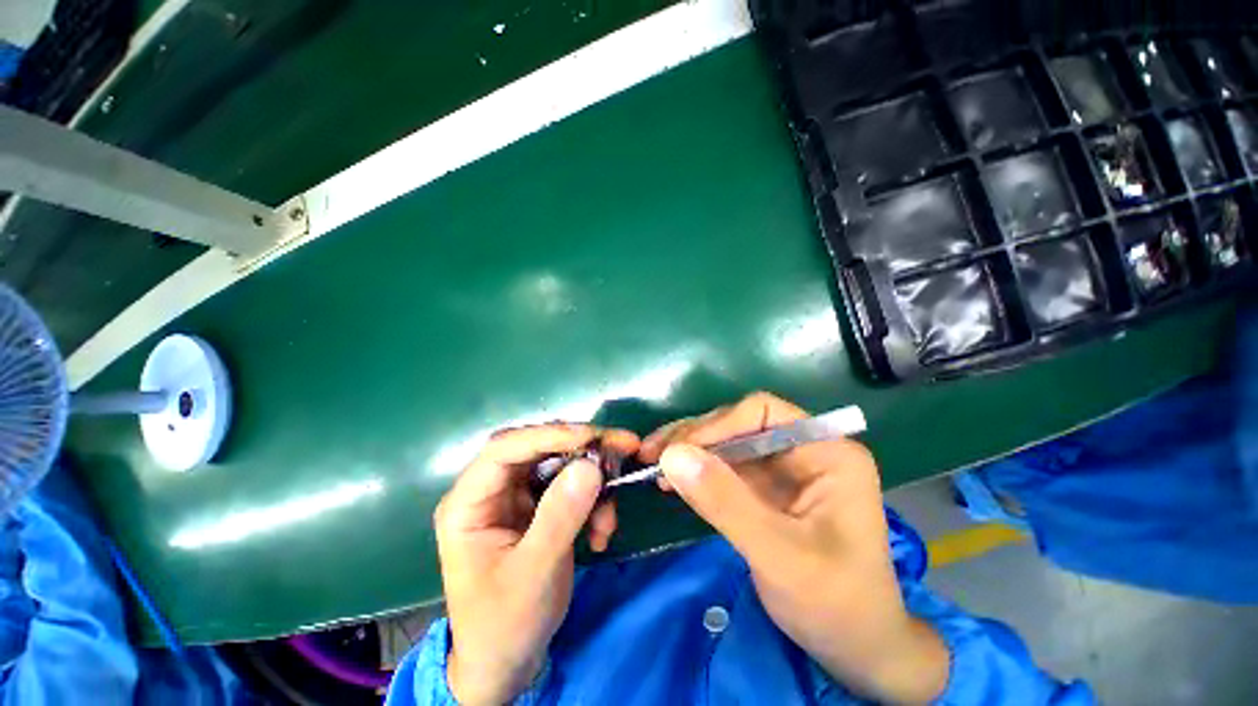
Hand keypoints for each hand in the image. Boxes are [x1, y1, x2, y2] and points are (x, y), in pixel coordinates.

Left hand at [434, 424, 638, 704]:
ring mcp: (517, 496)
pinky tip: (602, 532)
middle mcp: (493, 489)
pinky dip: (593, 501)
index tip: (592, 437)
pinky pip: (572, 486)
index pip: (504, 448)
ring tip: (609, 518)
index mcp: (470, 502)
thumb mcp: (533, 574)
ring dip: (593, 481)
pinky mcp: (539, 506)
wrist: (507, 661)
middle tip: (622, 447)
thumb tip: (590, 466)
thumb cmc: (505, 623)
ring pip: (561, 464)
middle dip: (582, 447)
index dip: (548, 435)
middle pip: (538, 447)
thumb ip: (559, 518)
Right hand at [641, 393, 948, 704]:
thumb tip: (671, 455)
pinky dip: (695, 471)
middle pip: (739, 423)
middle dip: (694, 436)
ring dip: (688, 450)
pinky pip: (723, 467)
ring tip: (651, 463)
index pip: (763, 413)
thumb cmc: (835, 603)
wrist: (855, 649)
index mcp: (826, 451)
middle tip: (651, 453)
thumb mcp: (779, 555)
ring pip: (726, 443)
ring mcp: (782, 468)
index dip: (717, 425)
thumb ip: (725, 502)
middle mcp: (803, 449)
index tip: (677, 450)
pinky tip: (671, 480)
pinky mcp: (764, 488)